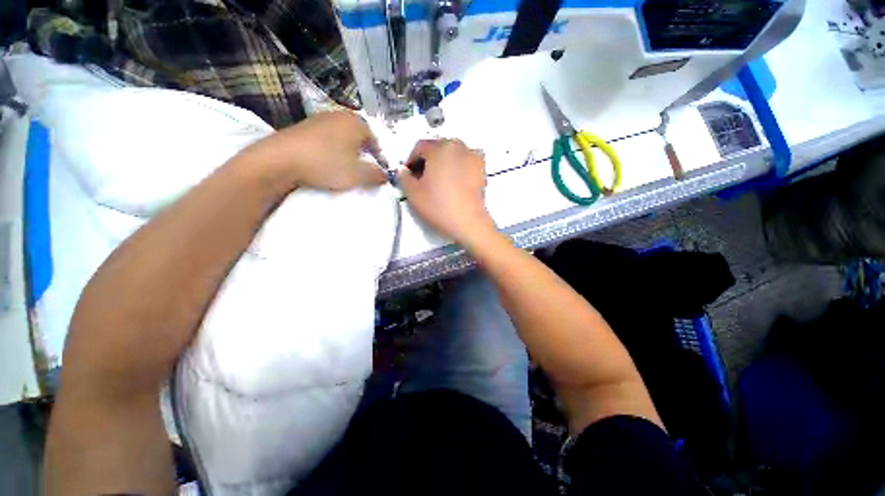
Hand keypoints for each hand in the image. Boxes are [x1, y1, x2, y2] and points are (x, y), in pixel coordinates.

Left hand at [240, 111, 385, 190]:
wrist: (280, 159)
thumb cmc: (327, 164)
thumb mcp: (359, 175)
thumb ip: (376, 175)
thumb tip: (386, 175)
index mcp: (356, 123)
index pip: (376, 140)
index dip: (379, 158)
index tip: (378, 172)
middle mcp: (339, 115)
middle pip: (359, 137)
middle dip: (363, 153)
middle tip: (362, 170)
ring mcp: (319, 119)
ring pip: (342, 137)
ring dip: (347, 152)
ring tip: (344, 168)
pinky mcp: (303, 127)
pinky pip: (326, 139)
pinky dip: (331, 150)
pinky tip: (326, 162)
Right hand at [399, 139, 496, 244]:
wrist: (468, 221)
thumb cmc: (439, 206)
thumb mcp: (413, 194)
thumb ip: (404, 178)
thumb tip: (404, 170)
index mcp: (440, 148)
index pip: (419, 147)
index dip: (411, 161)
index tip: (408, 175)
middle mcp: (458, 146)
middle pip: (437, 149)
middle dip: (428, 161)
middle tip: (422, 179)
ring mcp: (473, 156)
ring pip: (452, 154)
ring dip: (443, 163)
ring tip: (439, 181)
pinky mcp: (482, 169)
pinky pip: (465, 162)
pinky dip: (458, 167)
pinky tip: (454, 182)